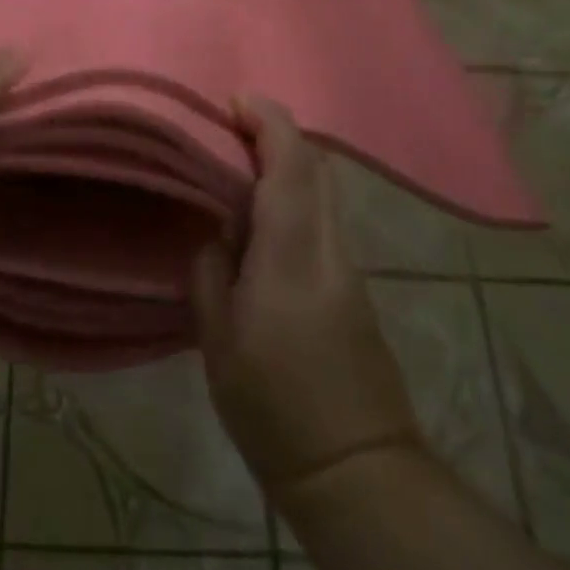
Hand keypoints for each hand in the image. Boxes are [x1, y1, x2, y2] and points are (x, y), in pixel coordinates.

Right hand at [191, 97, 422, 505]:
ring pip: (325, 189)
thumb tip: (216, 232)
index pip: (291, 167)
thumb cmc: (273, 407)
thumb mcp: (218, 341)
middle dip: (280, 130)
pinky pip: (325, 216)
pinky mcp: (354, 287)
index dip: (269, 122)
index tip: (236, 99)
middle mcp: (329, 249)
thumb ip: (211, 272)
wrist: (358, 470)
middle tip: (233, 124)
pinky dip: (297, 192)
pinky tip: (263, 212)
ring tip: (240, 160)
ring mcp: (348, 267)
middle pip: (318, 168)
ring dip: (289, 160)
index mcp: (291, 255)